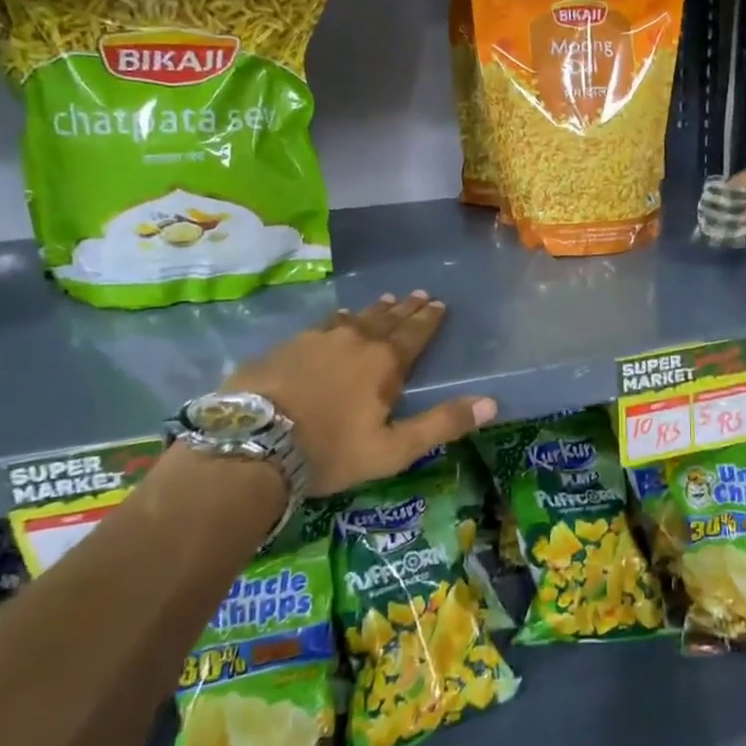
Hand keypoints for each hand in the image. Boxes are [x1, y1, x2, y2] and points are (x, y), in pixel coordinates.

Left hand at [224, 292, 495, 498]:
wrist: (253, 443)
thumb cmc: (331, 450)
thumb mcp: (394, 449)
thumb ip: (442, 424)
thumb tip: (492, 403)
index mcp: (385, 362)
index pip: (415, 333)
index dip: (429, 319)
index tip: (439, 303)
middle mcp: (355, 340)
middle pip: (387, 318)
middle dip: (405, 308)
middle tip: (418, 294)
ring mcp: (316, 339)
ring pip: (353, 318)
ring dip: (372, 310)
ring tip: (384, 301)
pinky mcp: (285, 347)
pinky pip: (321, 326)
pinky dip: (336, 321)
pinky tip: (333, 321)